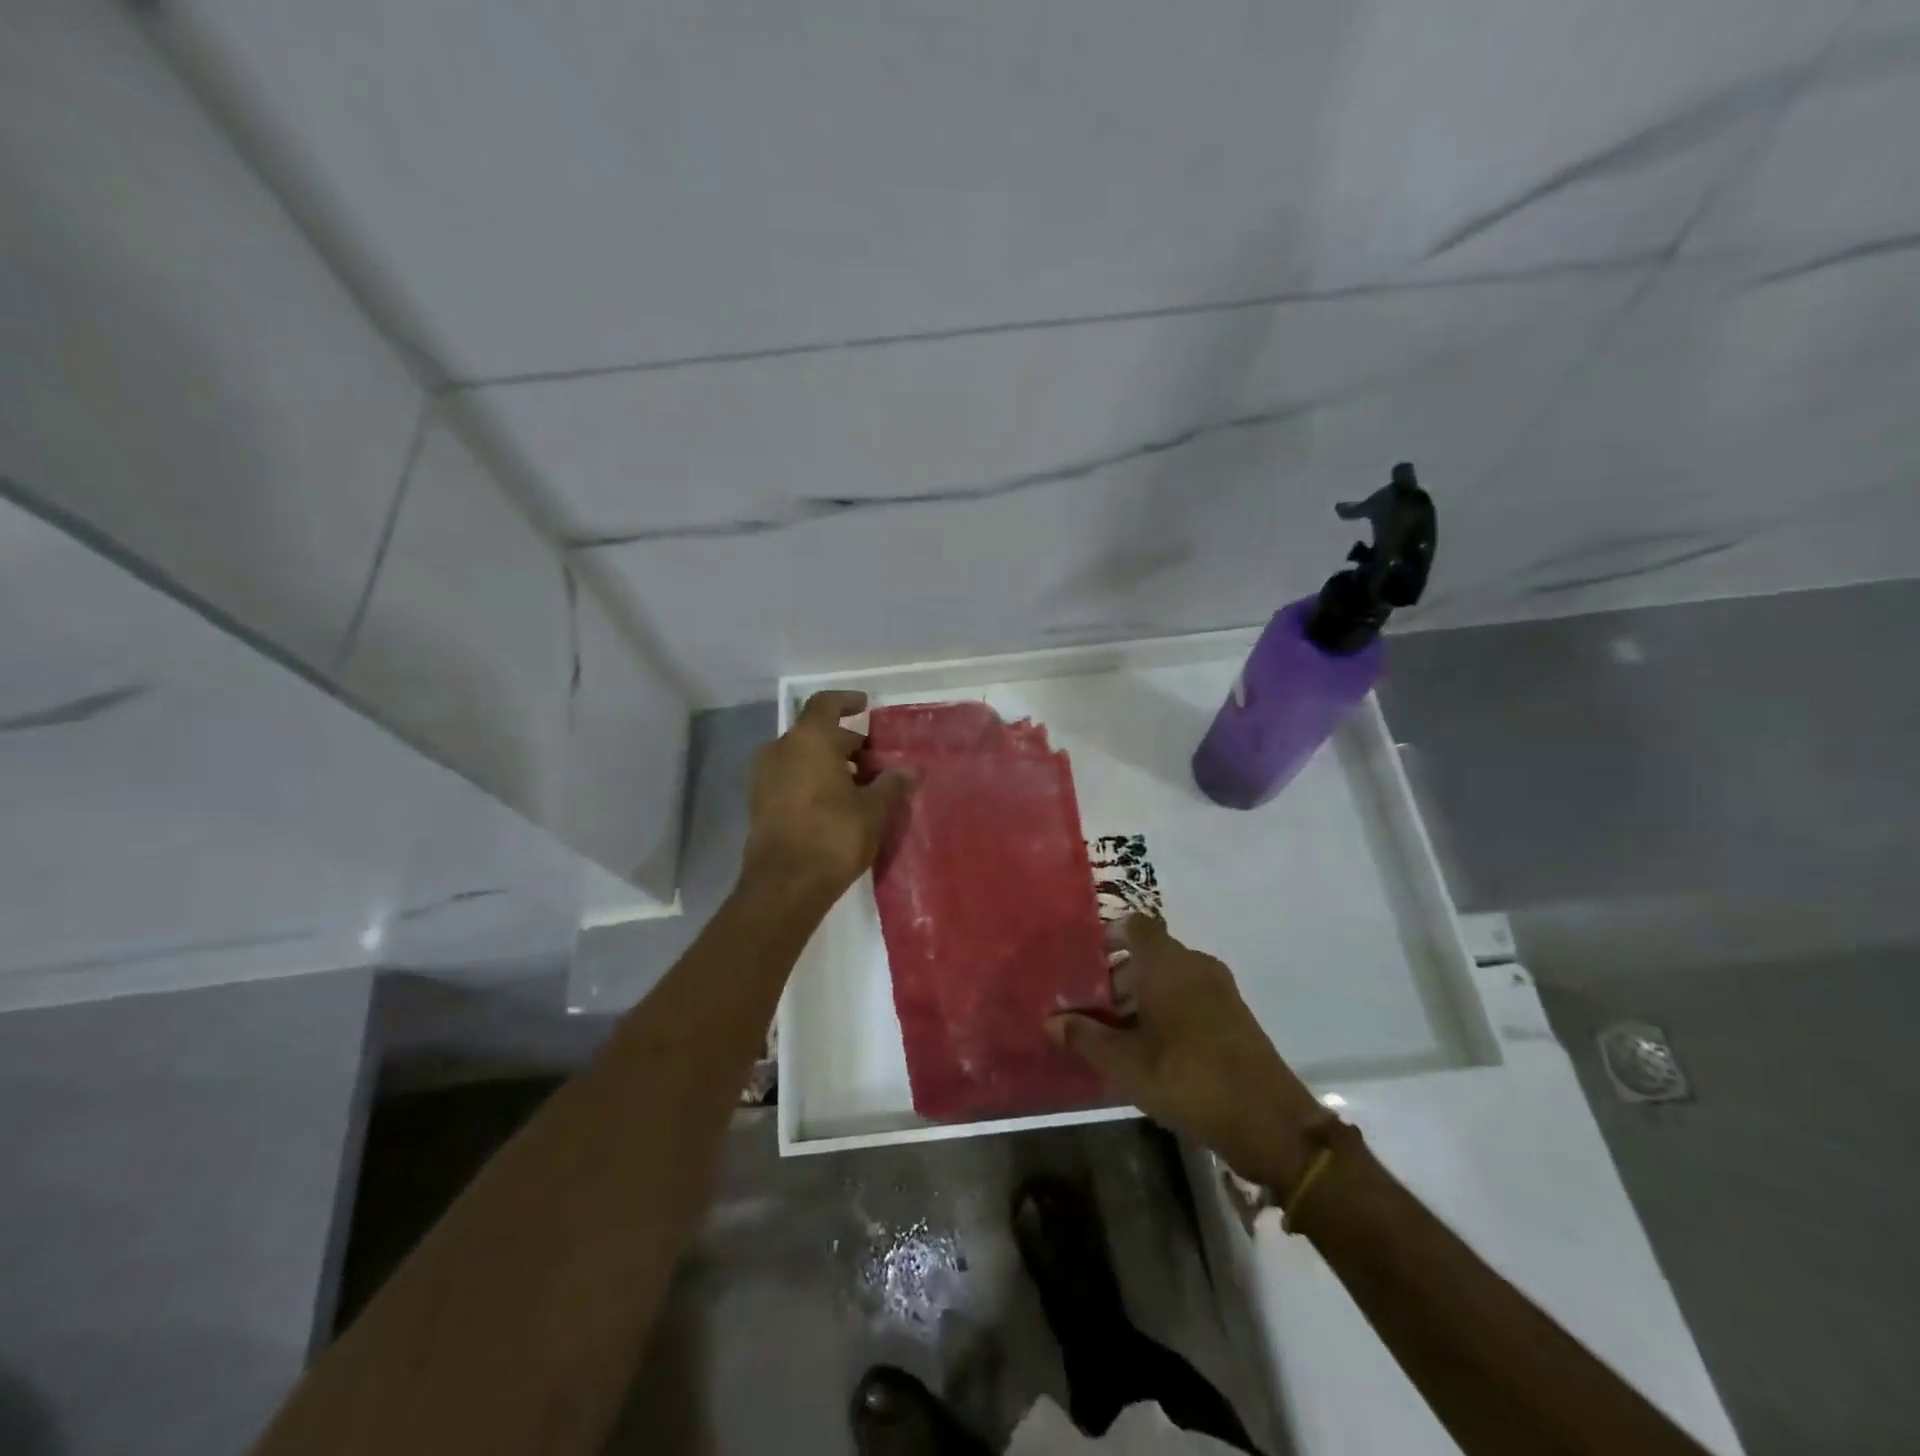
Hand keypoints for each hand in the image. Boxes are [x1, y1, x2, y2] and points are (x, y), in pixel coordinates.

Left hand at [741, 691, 913, 900]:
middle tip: (875, 760)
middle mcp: (780, 749)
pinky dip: (813, 780)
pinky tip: (837, 803)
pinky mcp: (759, 803)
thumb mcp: (873, 809)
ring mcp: (764, 777)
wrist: (784, 885)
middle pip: (816, 733)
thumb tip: (913, 769)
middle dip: (846, 743)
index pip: (826, 704)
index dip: (847, 701)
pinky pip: (791, 778)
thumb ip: (892, 784)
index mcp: (808, 740)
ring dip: (829, 763)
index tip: (865, 706)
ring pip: (802, 757)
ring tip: (860, 785)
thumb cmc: (833, 836)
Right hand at [1049, 916, 1325, 1191]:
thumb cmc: (1186, 1078)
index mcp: (1166, 963)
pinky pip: (1191, 996)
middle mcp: (1194, 964)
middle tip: (1090, 1007)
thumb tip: (1051, 1022)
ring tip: (1115, 1031)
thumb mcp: (1124, 1063)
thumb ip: (1085, 1037)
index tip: (1084, 962)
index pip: (1133, 926)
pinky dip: (1167, 1009)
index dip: (1107, 936)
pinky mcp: (1234, 1015)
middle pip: (1149, 953)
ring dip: (1142, 996)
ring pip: (1170, 976)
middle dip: (1117, 975)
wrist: (1269, 1121)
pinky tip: (1151, 1047)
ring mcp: (1220, 989)